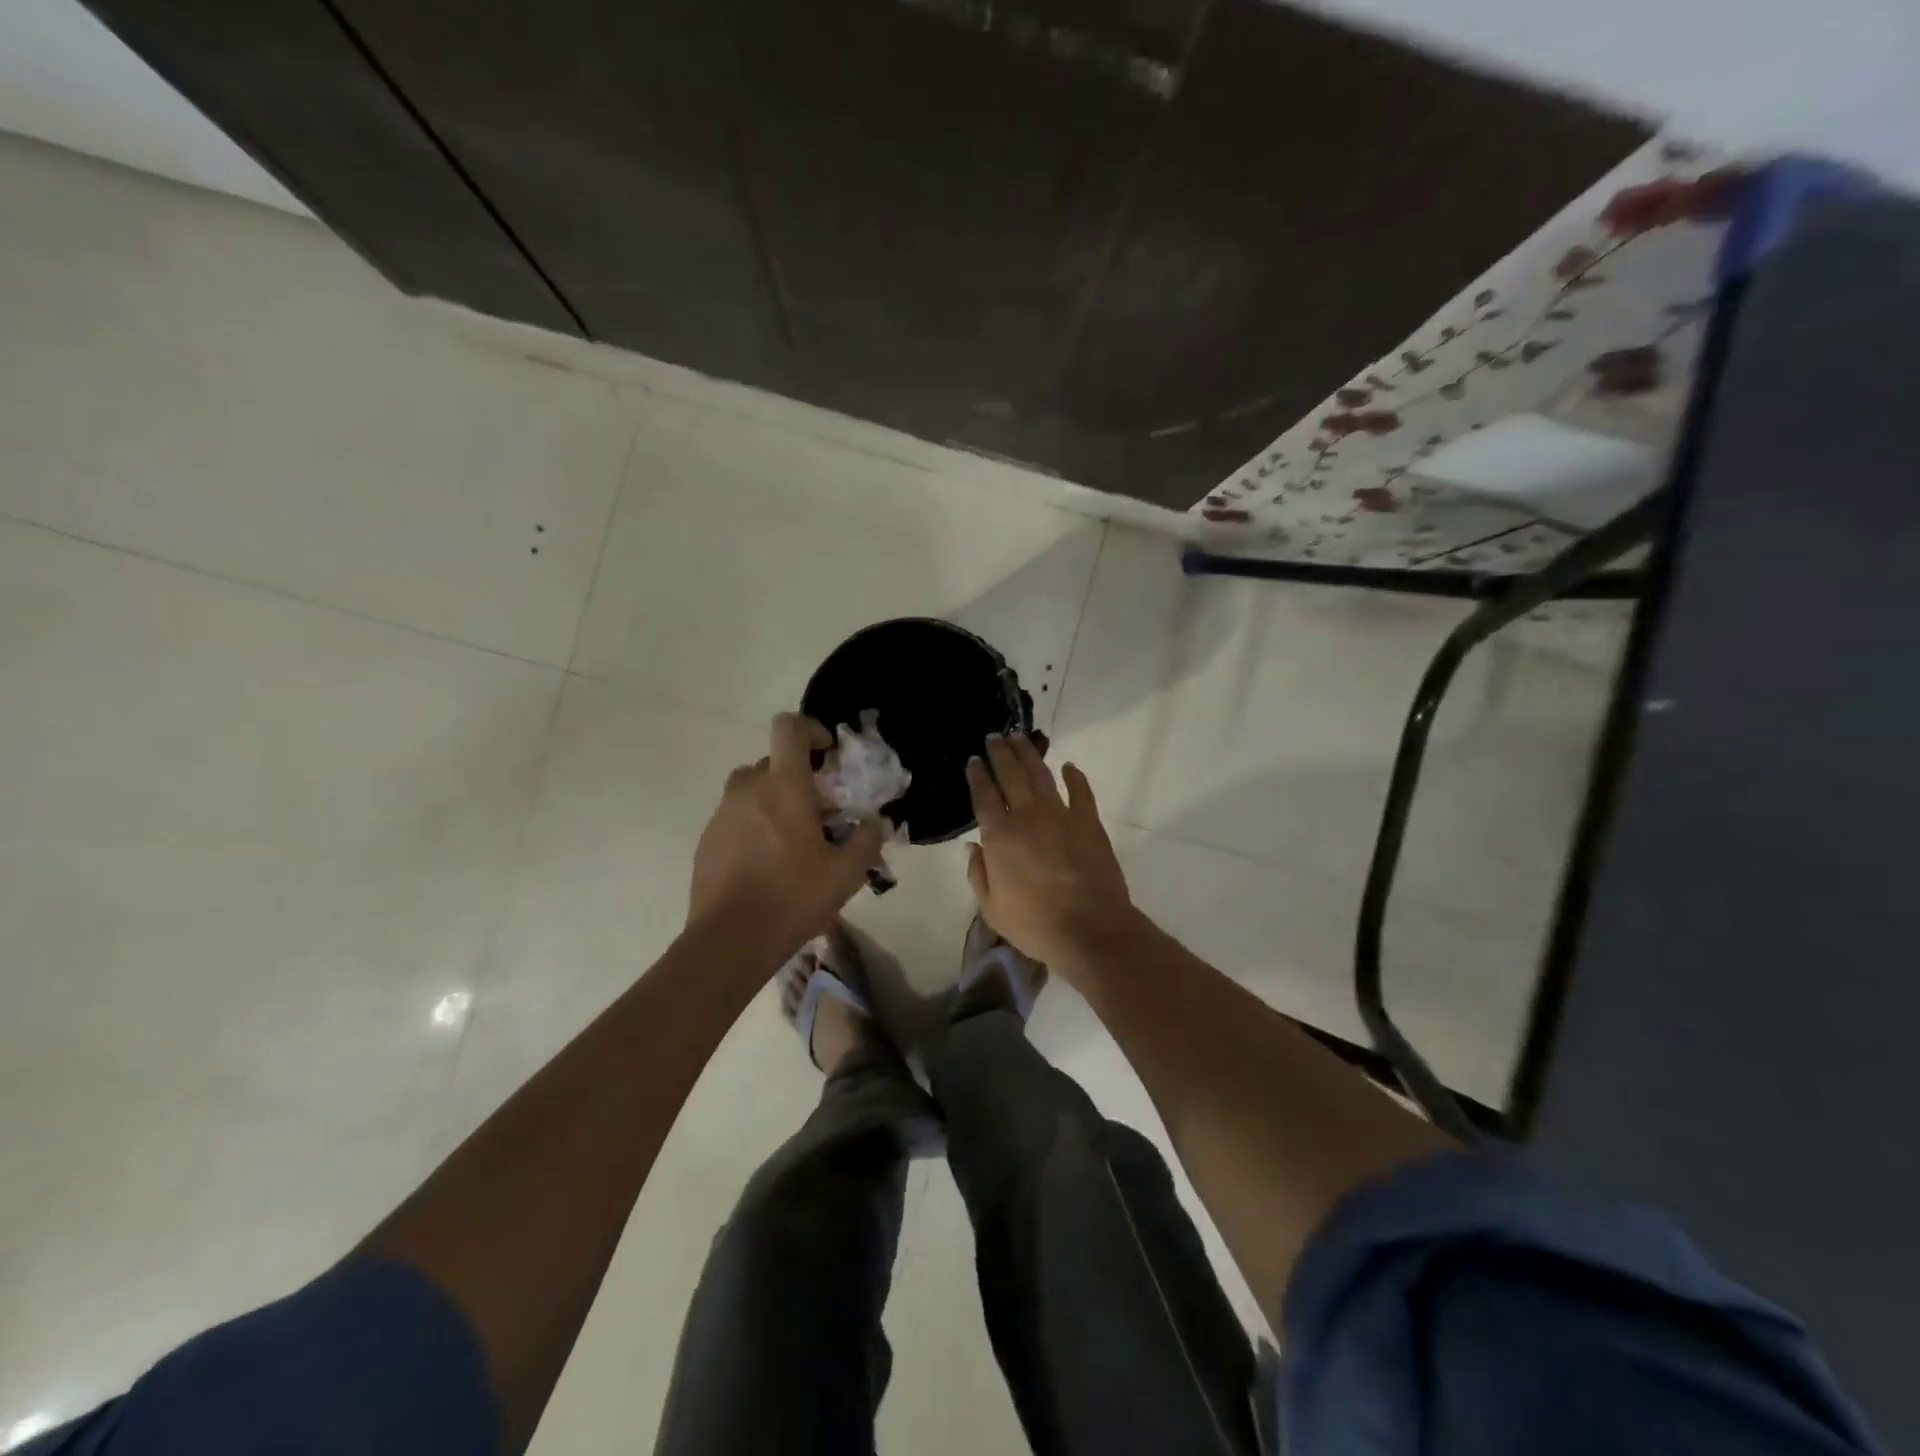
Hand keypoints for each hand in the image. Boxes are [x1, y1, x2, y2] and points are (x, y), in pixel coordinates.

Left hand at [689, 714, 885, 948]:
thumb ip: (867, 840)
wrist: (730, 940)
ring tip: (792, 836)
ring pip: (751, 788)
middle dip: (798, 776)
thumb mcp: (846, 873)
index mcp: (784, 786)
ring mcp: (722, 814)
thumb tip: (873, 822)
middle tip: (819, 810)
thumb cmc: (793, 898)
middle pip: (773, 761)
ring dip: (773, 798)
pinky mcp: (707, 840)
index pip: (788, 728)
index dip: (810, 729)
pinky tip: (767, 862)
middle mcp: (748, 789)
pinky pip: (735, 816)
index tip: (827, 755)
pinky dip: (753, 824)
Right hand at [965, 734, 1136, 974]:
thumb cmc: (1035, 924)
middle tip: (994, 737)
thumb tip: (973, 846)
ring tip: (1020, 739)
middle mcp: (1027, 816)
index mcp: (999, 836)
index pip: (984, 795)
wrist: (1089, 930)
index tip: (973, 760)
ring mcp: (1060, 815)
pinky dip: (1075, 776)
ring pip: (1041, 775)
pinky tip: (1068, 766)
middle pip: (1010, 775)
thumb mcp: (992, 908)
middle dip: (1000, 754)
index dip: (977, 775)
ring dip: (1029, 754)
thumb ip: (978, 874)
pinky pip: (1081, 791)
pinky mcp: (1089, 822)